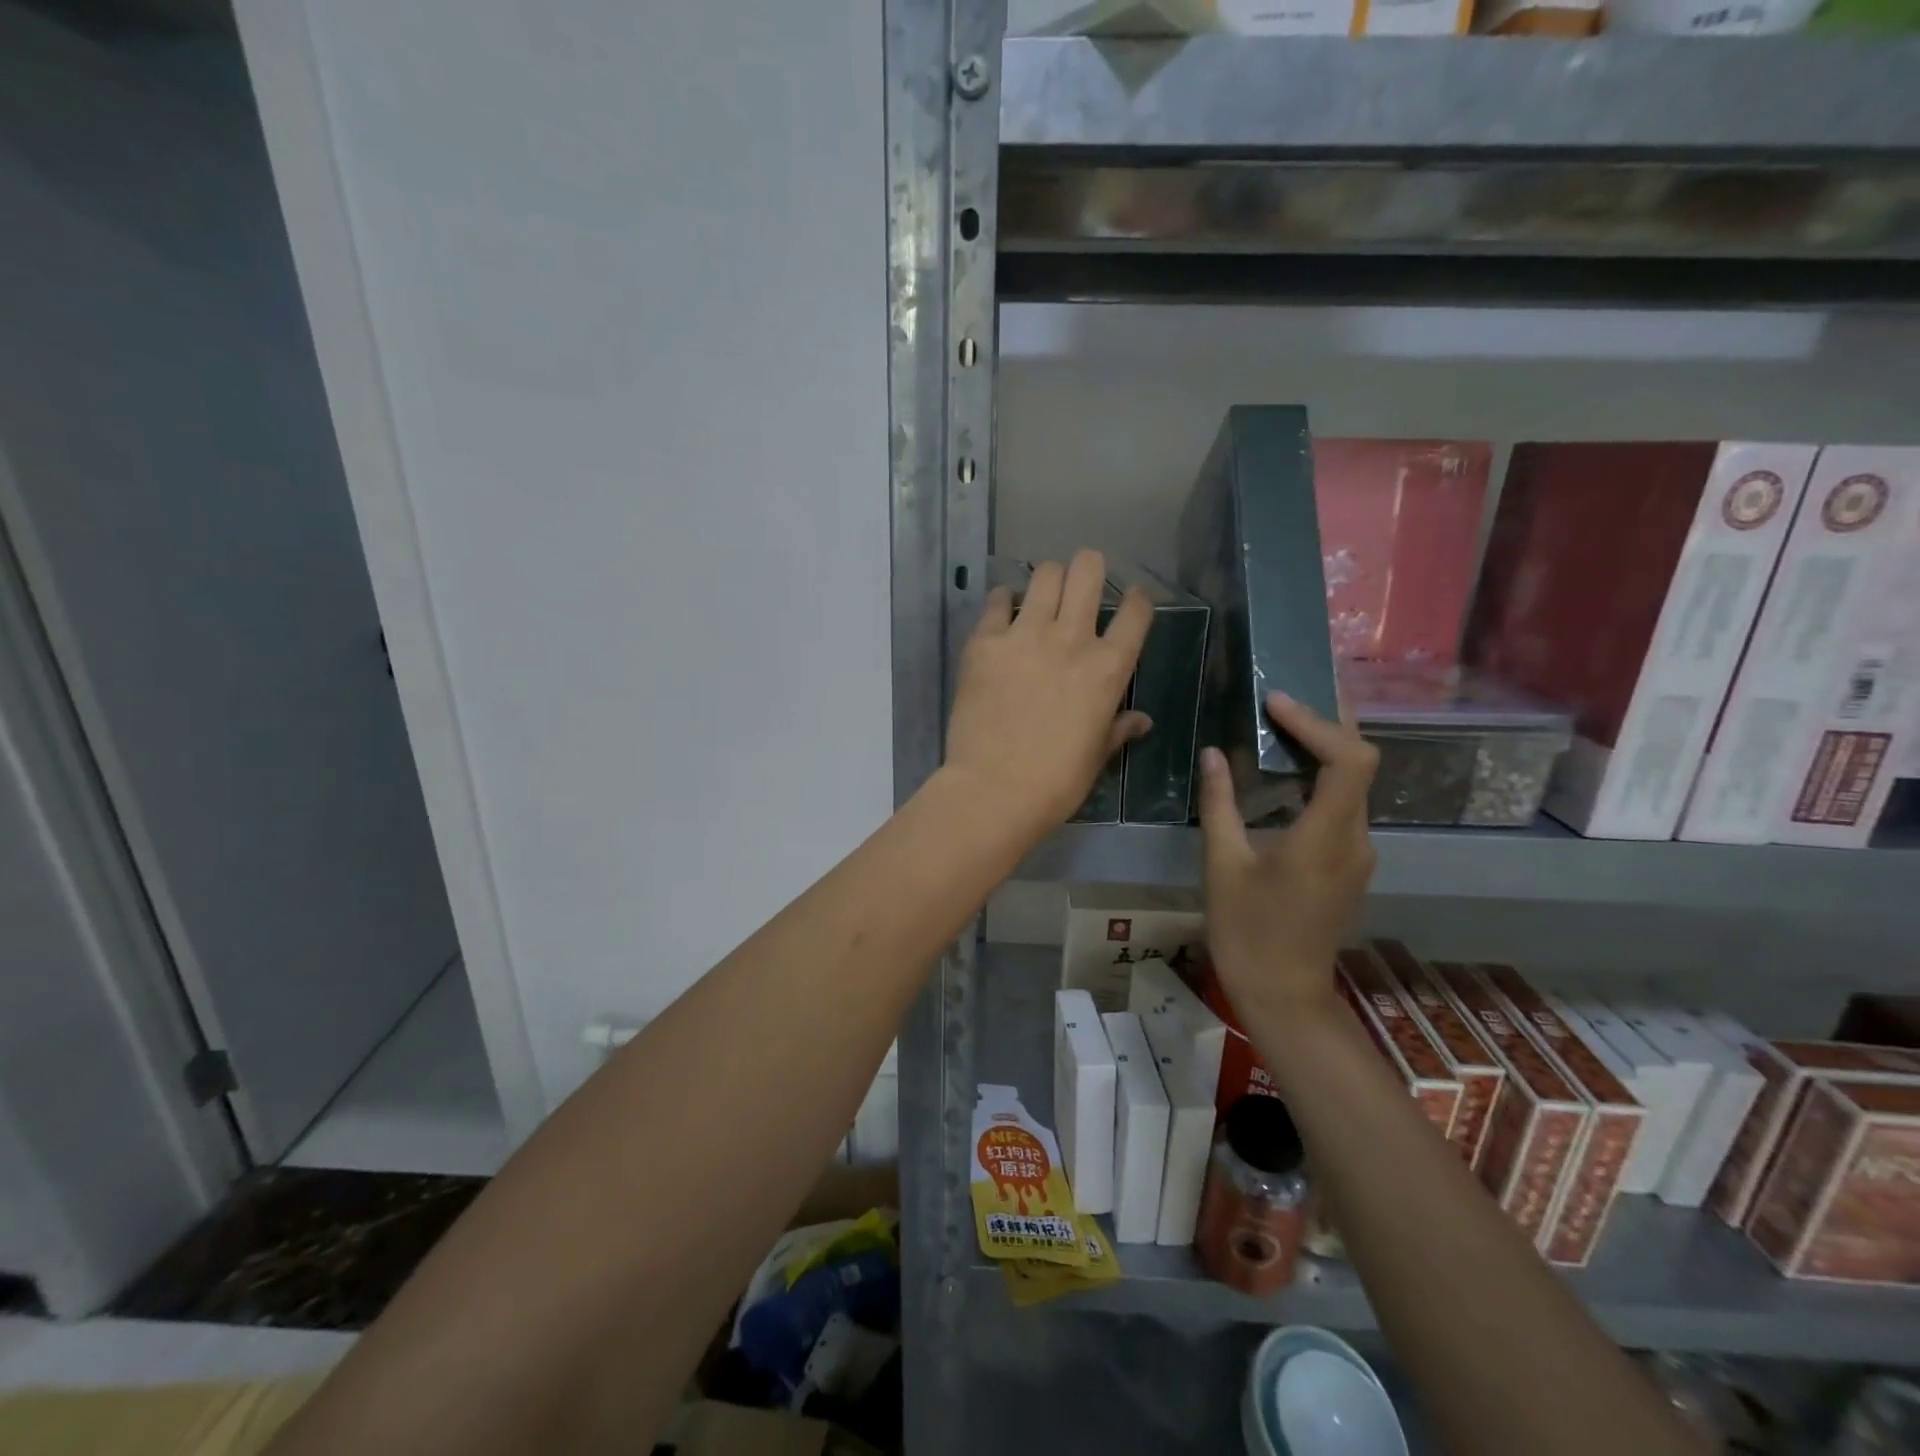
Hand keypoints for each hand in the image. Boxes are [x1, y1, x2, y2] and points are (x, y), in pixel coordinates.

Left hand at [942, 550, 1152, 845]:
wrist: (994, 790)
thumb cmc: (1056, 781)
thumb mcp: (1097, 755)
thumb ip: (1119, 728)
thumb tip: (1143, 721)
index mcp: (1108, 668)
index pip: (1135, 612)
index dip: (1137, 599)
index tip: (1131, 601)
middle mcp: (1071, 639)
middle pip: (1087, 571)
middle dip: (1089, 567)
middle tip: (1082, 580)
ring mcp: (1024, 635)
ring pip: (1044, 575)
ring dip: (1048, 579)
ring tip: (1042, 594)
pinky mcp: (984, 642)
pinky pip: (996, 601)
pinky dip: (1003, 601)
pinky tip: (1003, 612)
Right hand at [1198, 692, 1377, 1020]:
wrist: (1284, 994)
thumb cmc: (1248, 931)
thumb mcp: (1223, 865)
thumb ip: (1220, 804)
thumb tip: (1213, 754)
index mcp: (1326, 836)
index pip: (1349, 760)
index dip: (1318, 723)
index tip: (1276, 703)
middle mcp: (1355, 839)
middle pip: (1360, 764)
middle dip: (1328, 724)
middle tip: (1286, 697)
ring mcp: (1357, 854)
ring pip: (1354, 785)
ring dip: (1325, 749)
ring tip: (1283, 723)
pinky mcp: (1348, 865)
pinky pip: (1343, 807)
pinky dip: (1321, 778)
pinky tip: (1287, 774)